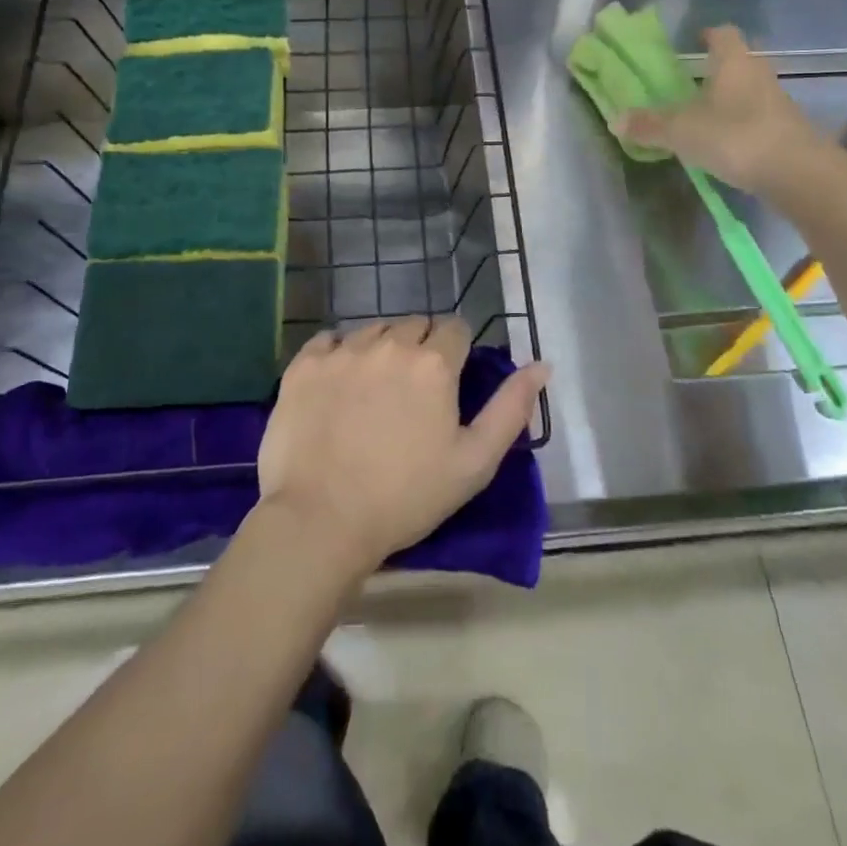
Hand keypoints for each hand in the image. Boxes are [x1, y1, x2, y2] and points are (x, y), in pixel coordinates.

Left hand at [256, 317, 550, 578]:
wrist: (321, 521)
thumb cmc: (407, 497)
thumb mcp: (475, 461)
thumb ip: (512, 408)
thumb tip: (542, 365)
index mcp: (434, 364)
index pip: (455, 329)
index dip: (456, 351)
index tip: (449, 381)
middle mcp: (389, 344)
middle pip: (414, 325)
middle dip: (420, 348)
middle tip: (413, 392)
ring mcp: (342, 351)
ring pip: (372, 330)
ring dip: (381, 349)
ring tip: (374, 390)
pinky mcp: (304, 365)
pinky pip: (328, 341)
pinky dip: (337, 354)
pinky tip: (337, 385)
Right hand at [618, 26, 828, 193]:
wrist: (797, 173)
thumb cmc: (735, 136)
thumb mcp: (681, 132)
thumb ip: (649, 125)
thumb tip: (615, 120)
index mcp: (733, 62)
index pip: (722, 34)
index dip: (707, 35)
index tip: (692, 42)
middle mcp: (758, 74)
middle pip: (738, 61)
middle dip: (716, 69)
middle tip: (690, 83)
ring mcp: (777, 102)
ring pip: (748, 90)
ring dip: (729, 99)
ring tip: (702, 117)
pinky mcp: (786, 130)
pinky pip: (757, 118)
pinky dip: (740, 124)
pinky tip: (724, 143)